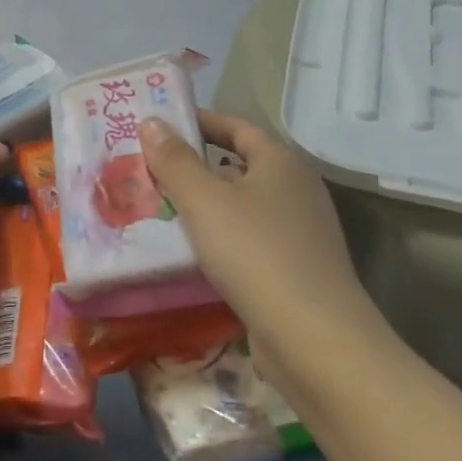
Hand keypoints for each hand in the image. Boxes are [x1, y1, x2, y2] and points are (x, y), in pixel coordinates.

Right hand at [140, 110, 383, 355]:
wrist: (314, 339)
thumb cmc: (256, 253)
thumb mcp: (204, 200)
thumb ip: (175, 160)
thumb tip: (152, 122)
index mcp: (281, 162)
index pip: (236, 127)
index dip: (199, 121)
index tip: (160, 124)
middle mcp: (296, 190)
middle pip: (238, 166)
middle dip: (194, 166)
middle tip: (148, 168)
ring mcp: (299, 232)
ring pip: (240, 206)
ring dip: (203, 205)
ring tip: (157, 208)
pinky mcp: (294, 269)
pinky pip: (247, 239)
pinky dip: (218, 238)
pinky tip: (189, 251)